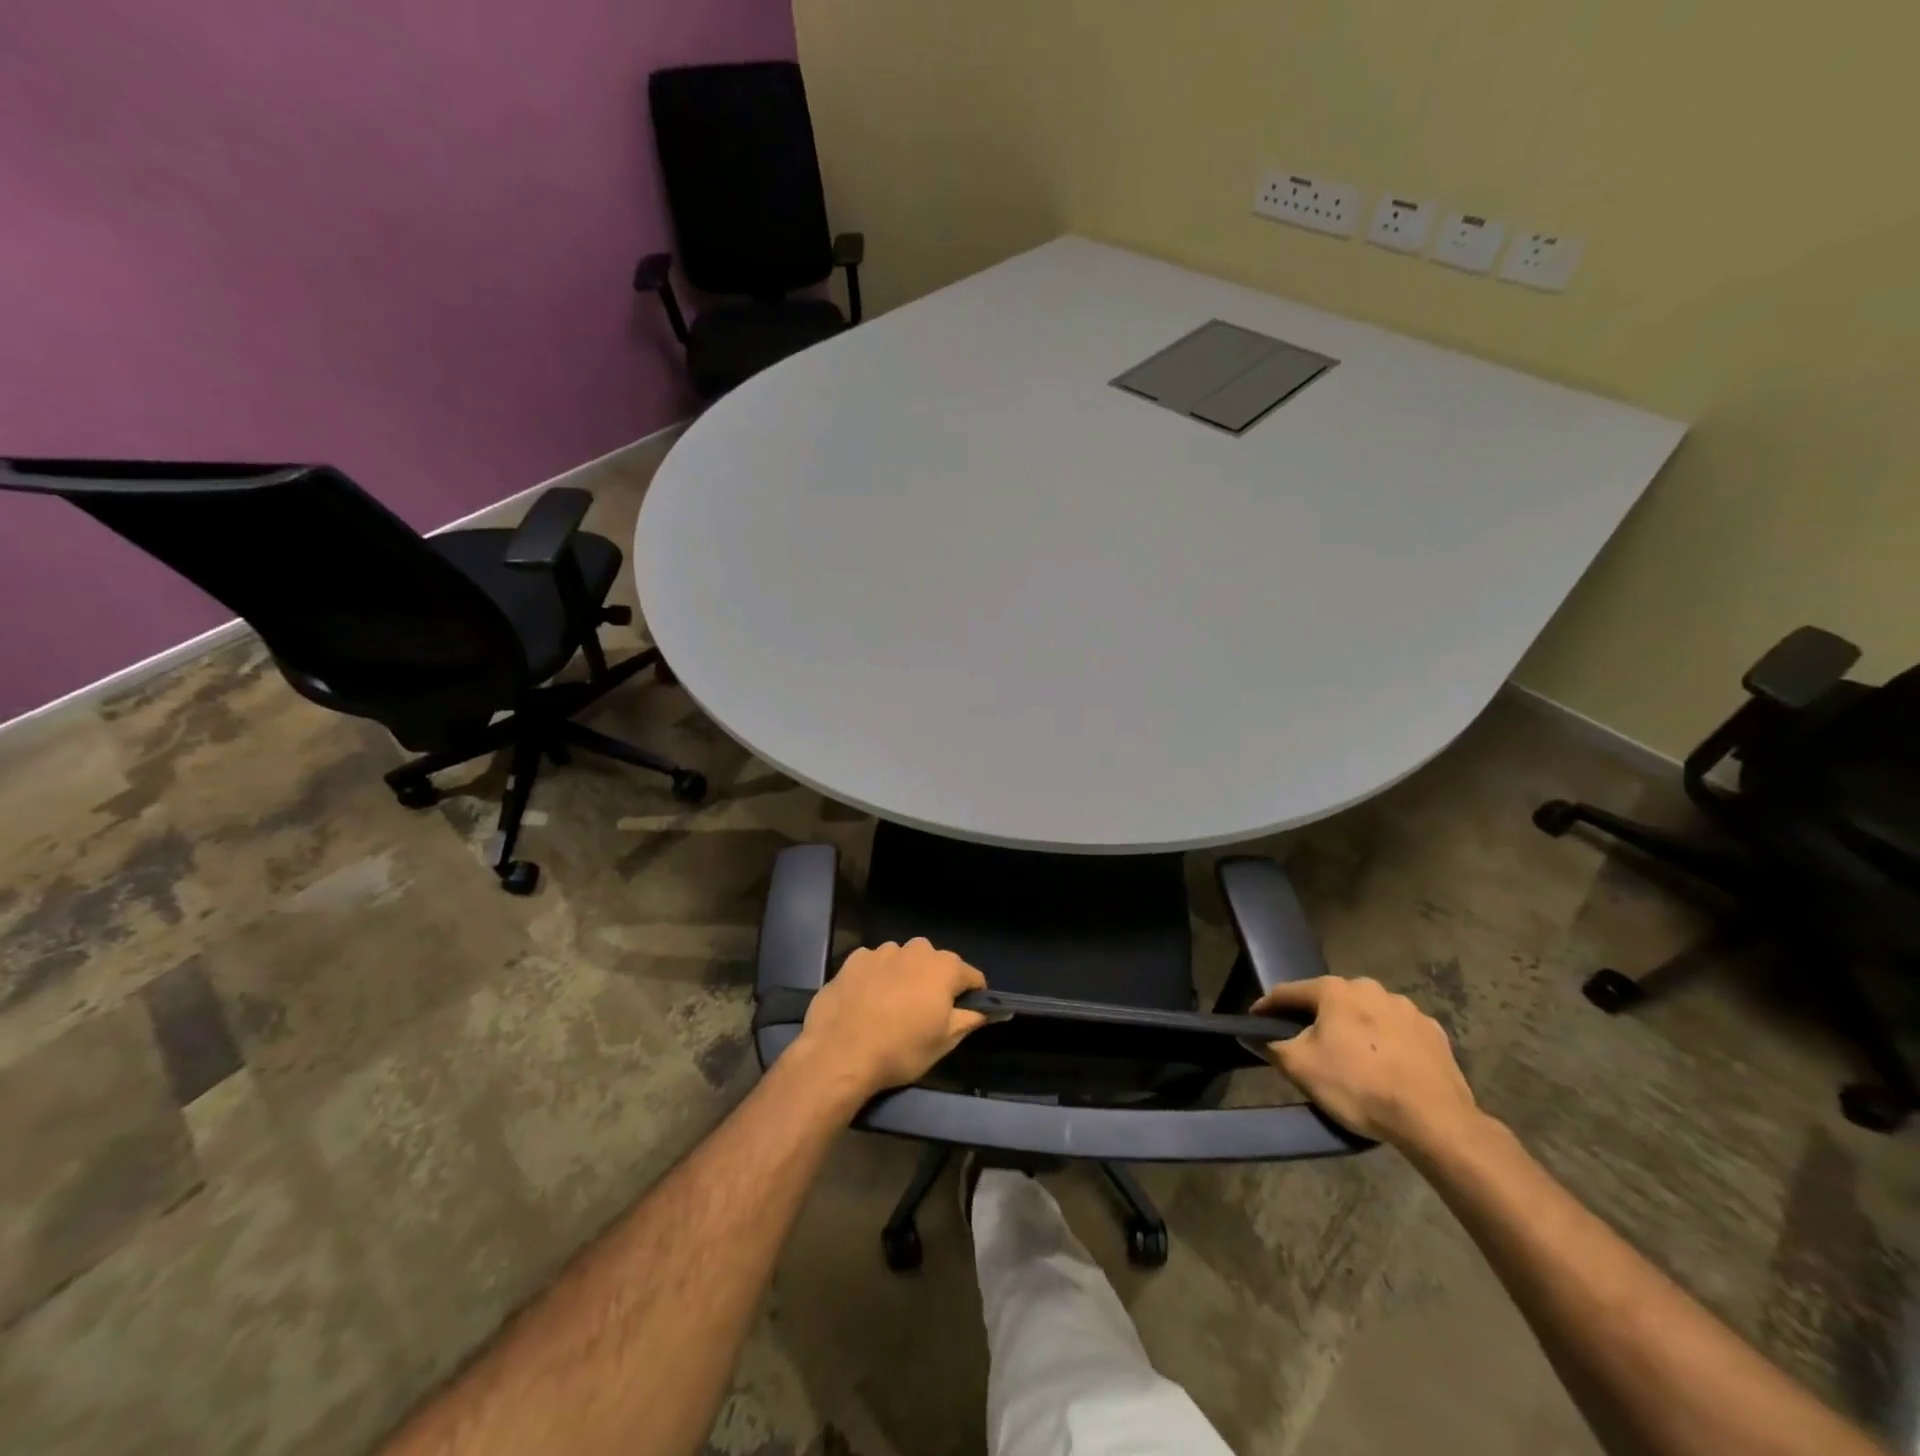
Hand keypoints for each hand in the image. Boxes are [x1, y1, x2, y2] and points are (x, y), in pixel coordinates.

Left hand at [794, 939, 988, 1100]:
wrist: (840, 1052)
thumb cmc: (901, 1049)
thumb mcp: (944, 1042)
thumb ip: (970, 1019)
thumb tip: (989, 1010)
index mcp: (944, 967)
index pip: (971, 975)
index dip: (972, 995)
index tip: (965, 1013)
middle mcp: (916, 950)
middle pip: (936, 963)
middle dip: (936, 981)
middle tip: (925, 1012)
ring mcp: (882, 951)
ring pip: (904, 960)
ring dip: (905, 976)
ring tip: (892, 1005)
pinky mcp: (854, 959)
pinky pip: (875, 963)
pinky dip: (877, 976)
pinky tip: (867, 1000)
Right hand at [1252, 976, 1476, 1149]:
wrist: (1434, 1120)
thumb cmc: (1358, 1086)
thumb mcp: (1300, 1068)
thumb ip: (1272, 1046)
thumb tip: (1254, 1036)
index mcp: (1335, 990)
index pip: (1289, 992)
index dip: (1268, 1006)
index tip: (1255, 1020)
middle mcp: (1370, 988)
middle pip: (1331, 1001)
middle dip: (1316, 1018)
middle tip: (1307, 1044)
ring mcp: (1407, 1009)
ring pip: (1366, 1014)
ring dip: (1354, 1028)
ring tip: (1351, 1059)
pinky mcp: (1433, 1032)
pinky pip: (1397, 1032)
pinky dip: (1385, 1042)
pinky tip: (1386, 1067)